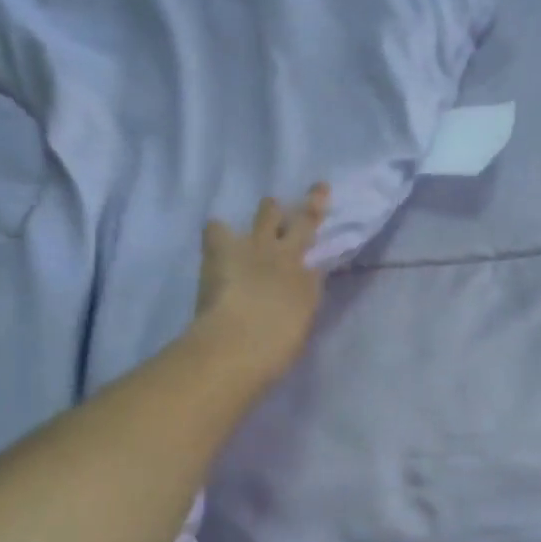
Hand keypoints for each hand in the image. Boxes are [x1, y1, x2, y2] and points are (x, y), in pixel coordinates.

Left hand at [193, 185, 330, 385]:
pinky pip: (218, 227)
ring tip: (269, 209)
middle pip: (305, 220)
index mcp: (309, 283)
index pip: (320, 258)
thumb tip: (296, 296)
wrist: (238, 343)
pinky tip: (218, 234)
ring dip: (270, 209)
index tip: (323, 241)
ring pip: (268, 211)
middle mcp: (288, 256)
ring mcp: (256, 246)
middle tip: (318, 190)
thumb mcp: (299, 328)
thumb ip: (299, 306)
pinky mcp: (222, 247)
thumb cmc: (274, 350)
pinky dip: (219, 231)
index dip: (321, 248)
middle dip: (312, 203)